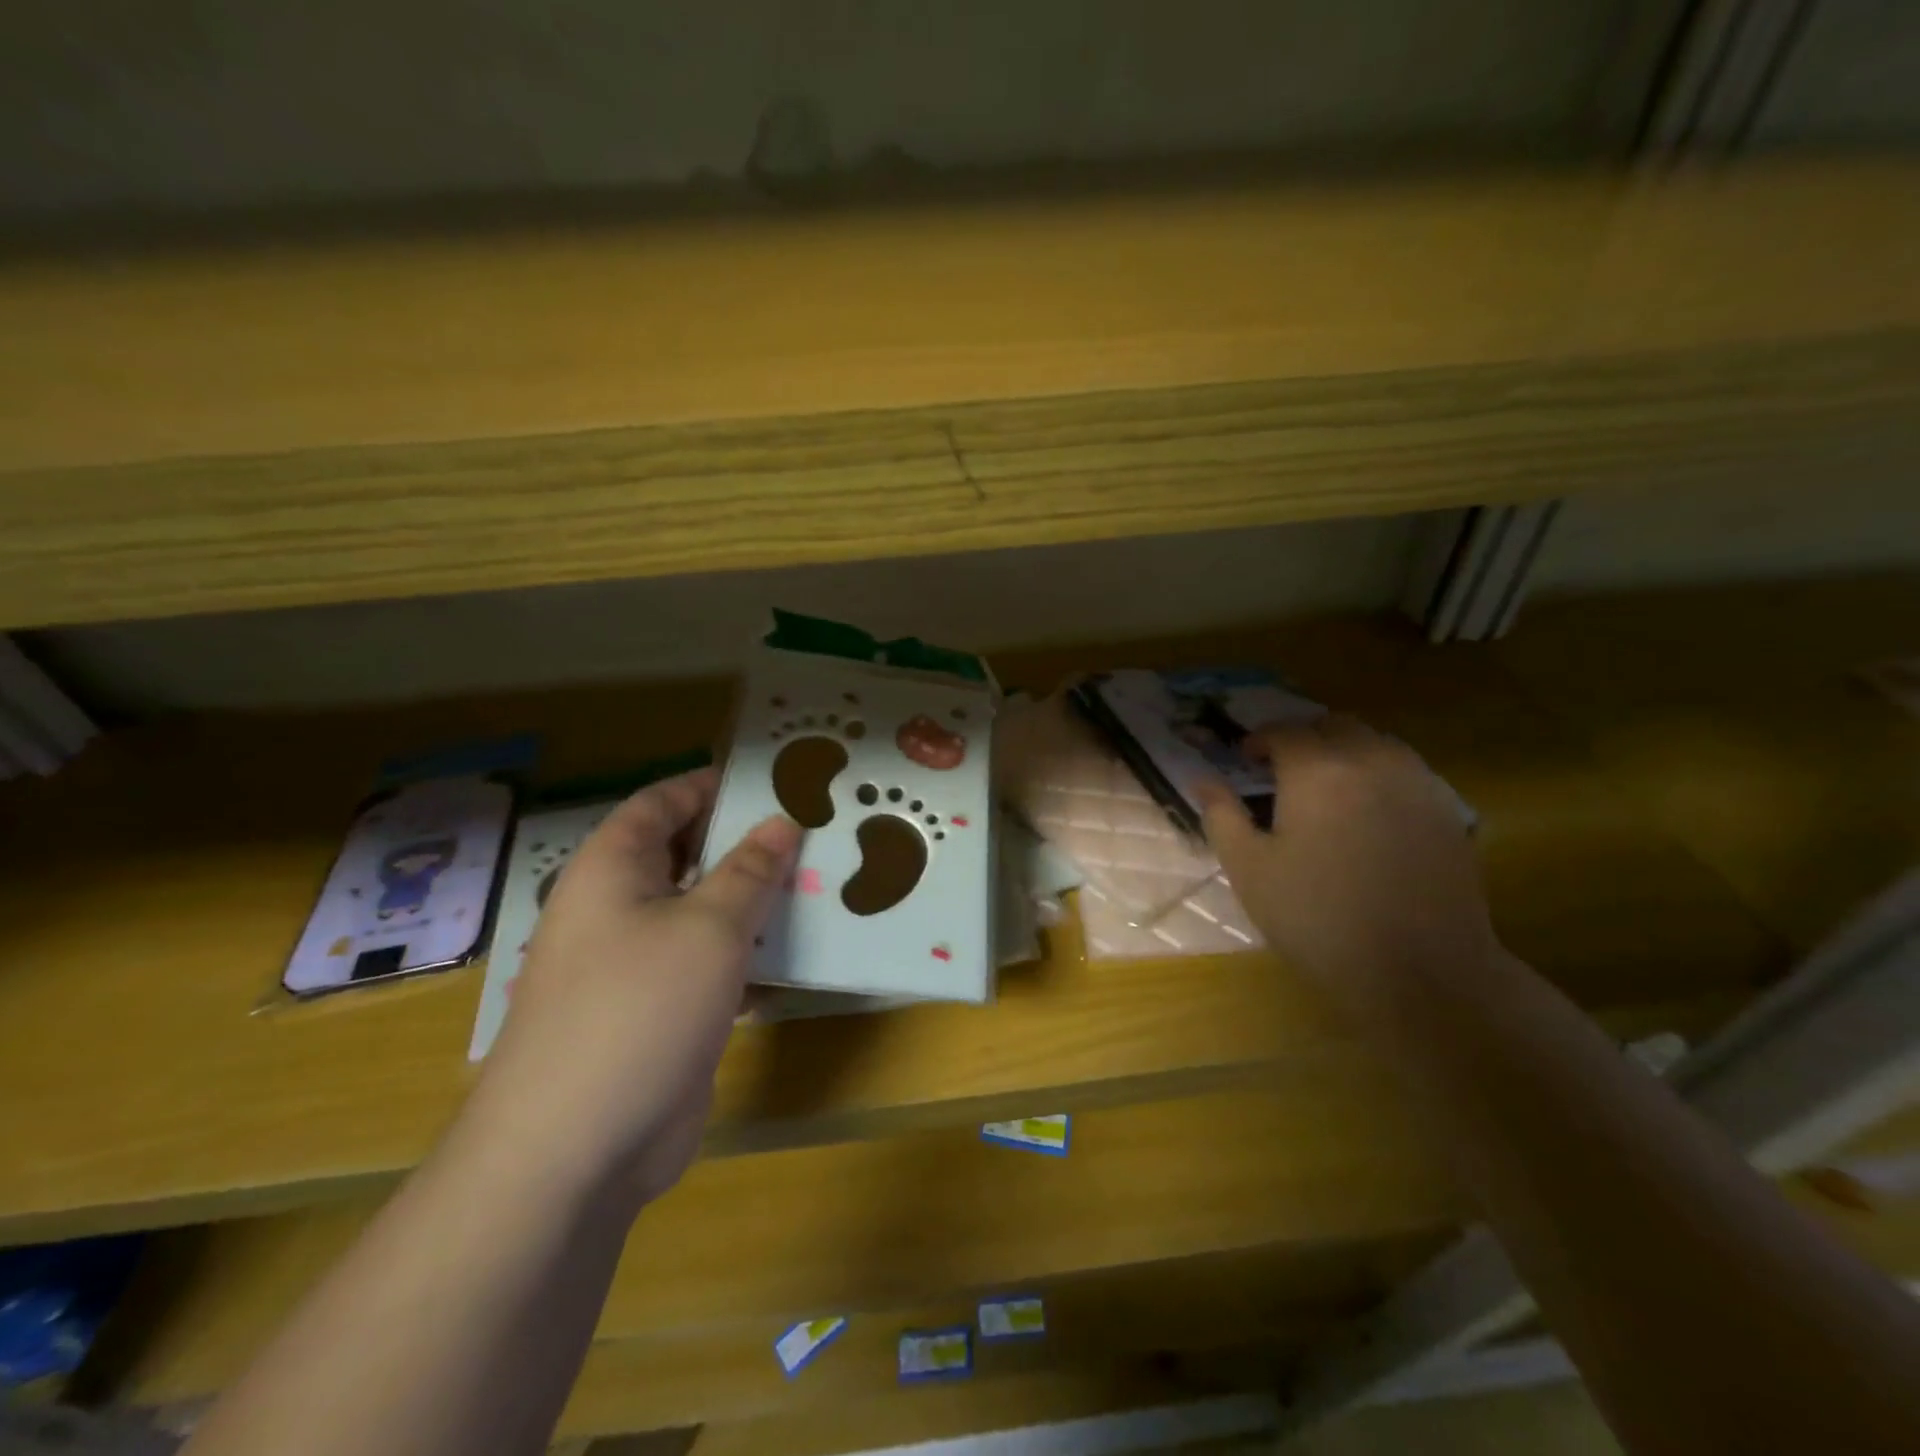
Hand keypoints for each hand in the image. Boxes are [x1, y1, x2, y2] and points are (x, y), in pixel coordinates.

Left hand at [468, 769, 800, 1211]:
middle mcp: (620, 908)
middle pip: (687, 856)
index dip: (713, 784)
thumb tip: (781, 823)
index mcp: (613, 869)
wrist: (577, 1149)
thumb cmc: (640, 1007)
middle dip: (746, 843)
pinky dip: (750, 954)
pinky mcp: (662, 1011)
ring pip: (704, 913)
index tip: (773, 780)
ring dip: (756, 901)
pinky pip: (711, 964)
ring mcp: (638, 963)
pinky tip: (801, 953)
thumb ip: (750, 870)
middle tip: (813, 830)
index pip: (663, 802)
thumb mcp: (709, 926)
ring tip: (821, 882)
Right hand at [1196, 715, 1495, 1017]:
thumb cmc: (1317, 918)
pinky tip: (1368, 812)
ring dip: (1344, 750)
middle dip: (1303, 738)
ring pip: (1375, 742)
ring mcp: (1416, 782)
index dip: (1258, 740)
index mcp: (1316, 770)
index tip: (1244, 759)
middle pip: (1333, 725)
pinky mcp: (1447, 810)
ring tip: (1326, 787)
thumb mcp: (1249, 869)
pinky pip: (1406, 770)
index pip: (1282, 731)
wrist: (1419, 970)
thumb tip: (1203, 779)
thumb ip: (1222, 815)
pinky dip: (1378, 774)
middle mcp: (1370, 760)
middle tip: (1282, 770)